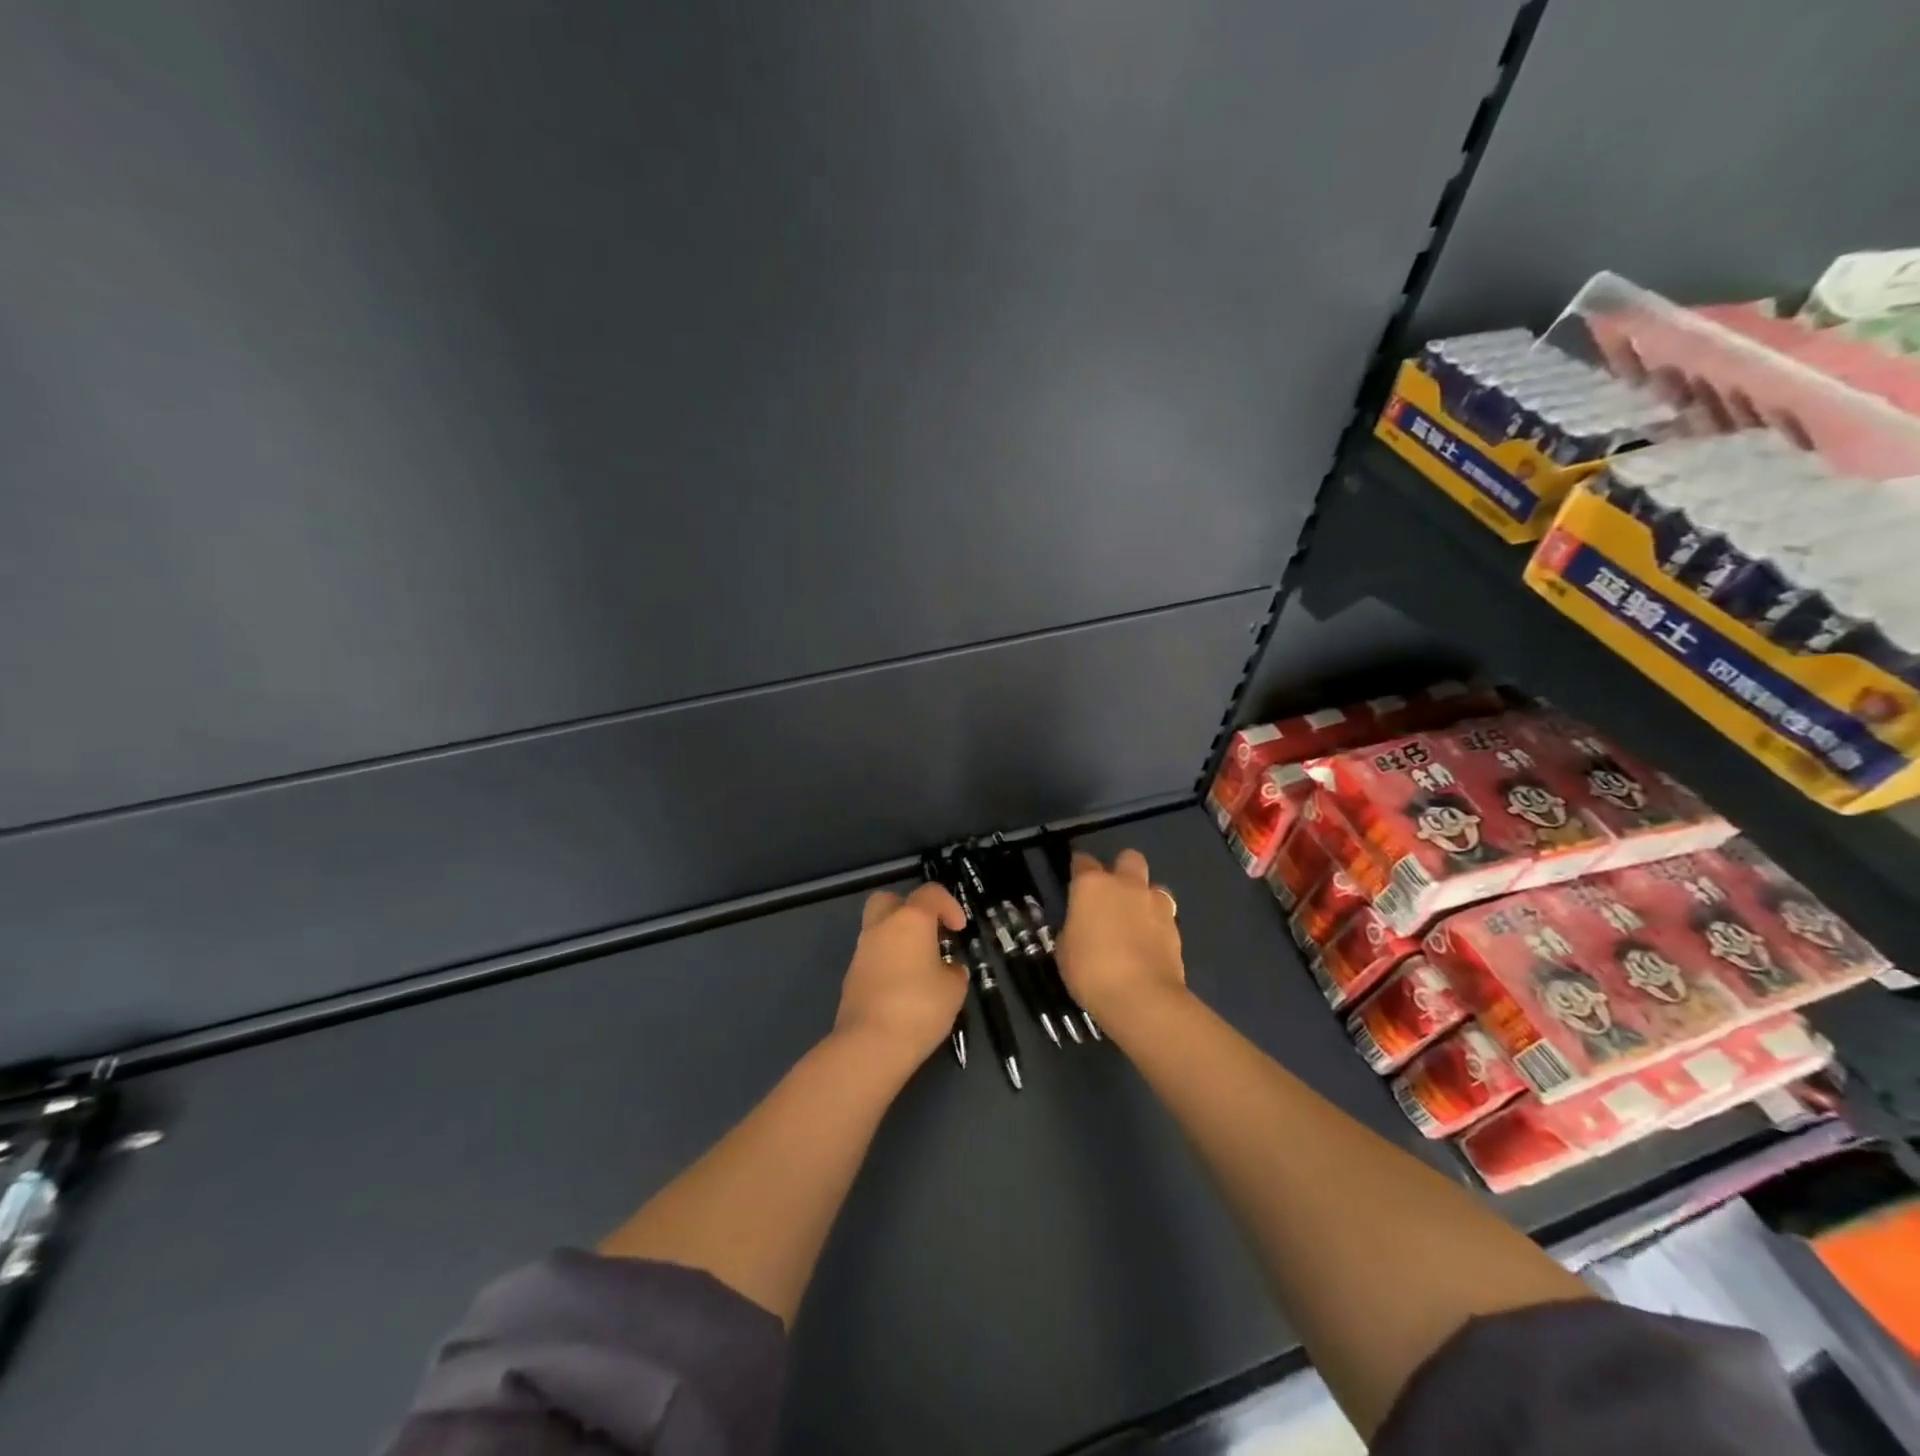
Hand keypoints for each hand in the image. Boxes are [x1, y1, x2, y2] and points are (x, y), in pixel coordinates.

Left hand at [832, 883, 968, 1069]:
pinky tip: (903, 989)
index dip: (949, 905)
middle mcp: (881, 927)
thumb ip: (954, 971)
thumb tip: (948, 968)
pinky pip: (872, 957)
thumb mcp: (954, 989)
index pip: (930, 893)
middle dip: (910, 910)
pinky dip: (888, 963)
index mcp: (910, 920)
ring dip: (898, 940)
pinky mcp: (851, 977)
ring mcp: (861, 952)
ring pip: (878, 930)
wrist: (870, 1044)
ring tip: (920, 968)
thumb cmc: (919, 1008)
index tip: (959, 929)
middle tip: (928, 934)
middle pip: (890, 901)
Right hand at [1055, 849, 1186, 1030]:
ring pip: (1153, 885)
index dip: (1078, 869)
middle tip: (1111, 895)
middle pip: (1128, 858)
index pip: (1082, 862)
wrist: (1141, 997)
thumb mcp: (1065, 950)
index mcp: (1092, 885)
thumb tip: (1081, 926)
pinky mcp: (1176, 926)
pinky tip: (1149, 943)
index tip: (1075, 881)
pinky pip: (1165, 915)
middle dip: (1121, 869)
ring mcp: (1155, 903)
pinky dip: (1157, 924)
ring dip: (1144, 897)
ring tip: (1136, 921)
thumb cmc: (1091, 971)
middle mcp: (1126, 885)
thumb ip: (1074, 928)